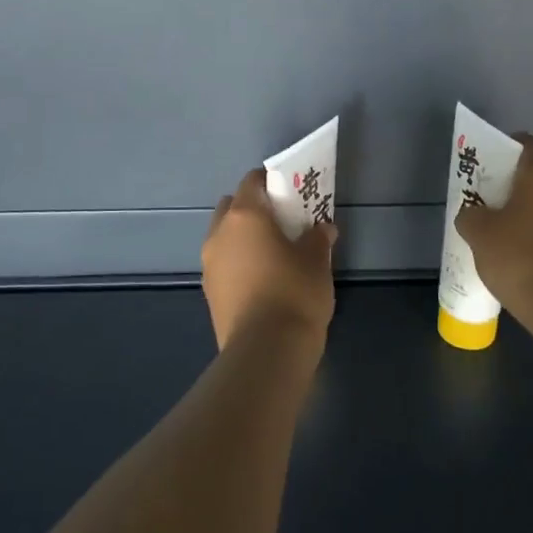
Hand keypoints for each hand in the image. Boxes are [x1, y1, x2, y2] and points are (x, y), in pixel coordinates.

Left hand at [201, 167, 337, 351]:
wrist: (266, 351)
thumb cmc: (294, 293)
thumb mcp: (316, 261)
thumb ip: (318, 238)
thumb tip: (323, 228)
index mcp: (244, 216)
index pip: (251, 181)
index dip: (270, 181)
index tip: (290, 192)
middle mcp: (219, 234)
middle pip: (232, 207)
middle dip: (252, 208)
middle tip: (281, 222)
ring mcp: (209, 265)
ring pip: (224, 237)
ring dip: (243, 238)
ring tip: (273, 253)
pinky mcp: (209, 293)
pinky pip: (224, 264)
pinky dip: (238, 262)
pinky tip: (262, 279)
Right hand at [455, 133, 532, 313]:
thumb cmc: (519, 255)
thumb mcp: (478, 232)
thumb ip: (470, 214)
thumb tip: (474, 214)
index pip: (523, 143)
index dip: (501, 151)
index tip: (484, 170)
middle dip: (512, 187)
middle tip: (487, 205)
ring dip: (529, 213)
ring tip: (502, 236)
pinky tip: (524, 257)